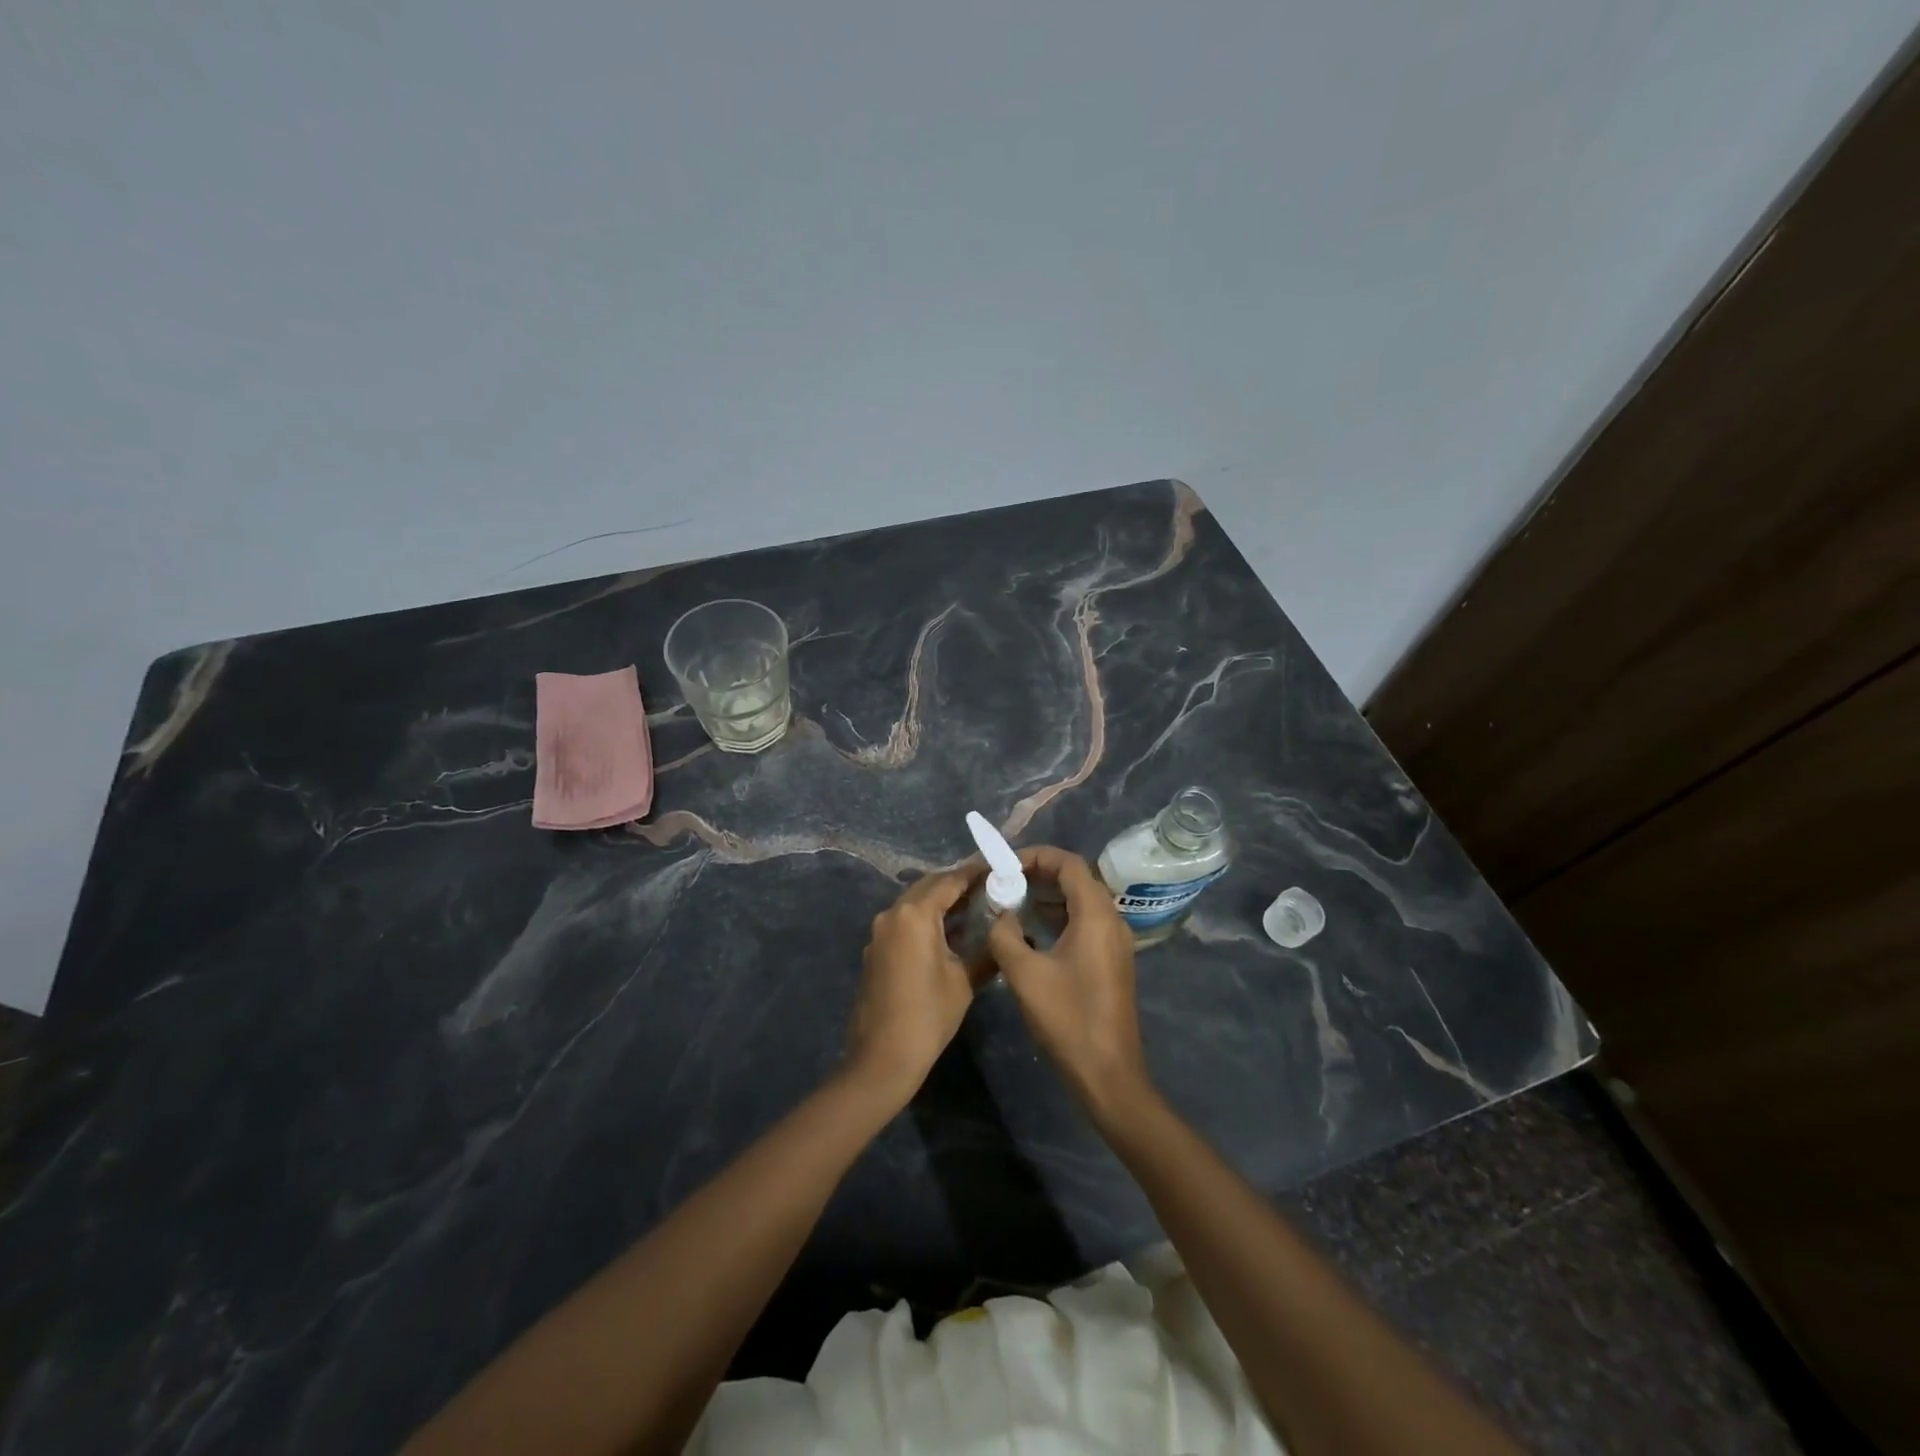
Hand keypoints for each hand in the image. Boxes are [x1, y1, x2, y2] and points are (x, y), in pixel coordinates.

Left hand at [844, 859, 988, 1103]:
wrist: (882, 1058)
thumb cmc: (928, 1015)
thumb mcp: (964, 981)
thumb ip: (986, 951)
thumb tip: (1004, 934)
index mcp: (914, 914)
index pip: (949, 881)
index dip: (974, 873)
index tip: (997, 866)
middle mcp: (893, 914)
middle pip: (929, 886)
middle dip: (958, 884)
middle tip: (989, 885)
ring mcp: (880, 931)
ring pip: (915, 903)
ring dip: (941, 901)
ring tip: (976, 905)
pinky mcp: (876, 949)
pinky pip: (905, 921)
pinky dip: (927, 919)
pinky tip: (951, 931)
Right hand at [988, 846, 1152, 1122]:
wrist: (1108, 1073)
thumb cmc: (1067, 1019)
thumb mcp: (1024, 974)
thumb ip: (1005, 935)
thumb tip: (1000, 915)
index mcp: (1096, 915)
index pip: (1069, 863)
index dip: (1036, 856)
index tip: (1005, 864)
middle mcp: (1111, 920)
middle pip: (1077, 878)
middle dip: (1040, 873)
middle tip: (1004, 881)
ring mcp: (1115, 941)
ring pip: (1081, 901)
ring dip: (1048, 895)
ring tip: (1012, 901)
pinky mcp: (1112, 960)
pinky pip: (1085, 922)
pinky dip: (1059, 916)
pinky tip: (1032, 931)